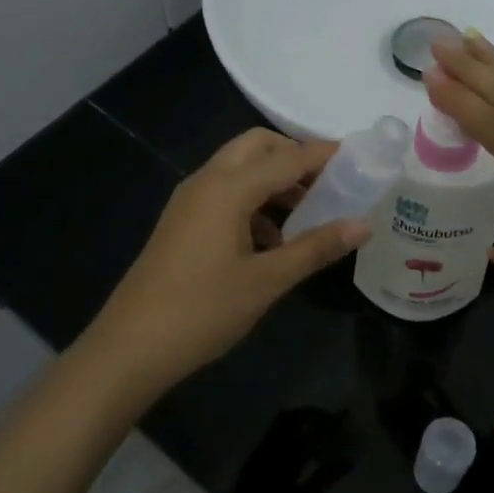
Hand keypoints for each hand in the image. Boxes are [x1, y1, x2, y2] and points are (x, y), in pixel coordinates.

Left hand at [78, 129, 370, 399]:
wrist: (130, 346)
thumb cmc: (203, 311)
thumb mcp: (267, 281)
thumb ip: (316, 247)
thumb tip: (363, 224)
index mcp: (228, 188)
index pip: (288, 157)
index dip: (325, 155)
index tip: (360, 158)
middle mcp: (207, 181)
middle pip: (257, 146)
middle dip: (294, 156)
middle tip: (329, 183)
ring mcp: (189, 200)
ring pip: (239, 168)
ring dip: (274, 180)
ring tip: (307, 216)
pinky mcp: (182, 220)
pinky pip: (224, 192)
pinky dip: (253, 200)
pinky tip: (271, 241)